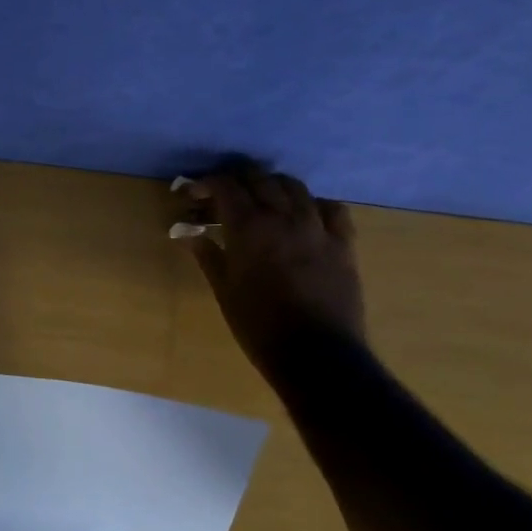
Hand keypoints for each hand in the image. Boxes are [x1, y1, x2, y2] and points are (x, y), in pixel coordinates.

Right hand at [179, 164, 366, 382]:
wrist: (315, 352)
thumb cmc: (257, 324)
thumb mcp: (223, 289)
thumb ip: (207, 255)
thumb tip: (188, 233)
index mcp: (248, 227)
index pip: (225, 186)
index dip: (205, 183)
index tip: (192, 193)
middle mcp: (284, 217)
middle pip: (259, 178)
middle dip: (235, 178)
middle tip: (220, 193)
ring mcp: (317, 227)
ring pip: (294, 187)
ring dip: (271, 186)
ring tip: (259, 199)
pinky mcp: (343, 242)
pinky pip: (331, 208)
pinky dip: (311, 204)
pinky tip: (303, 214)